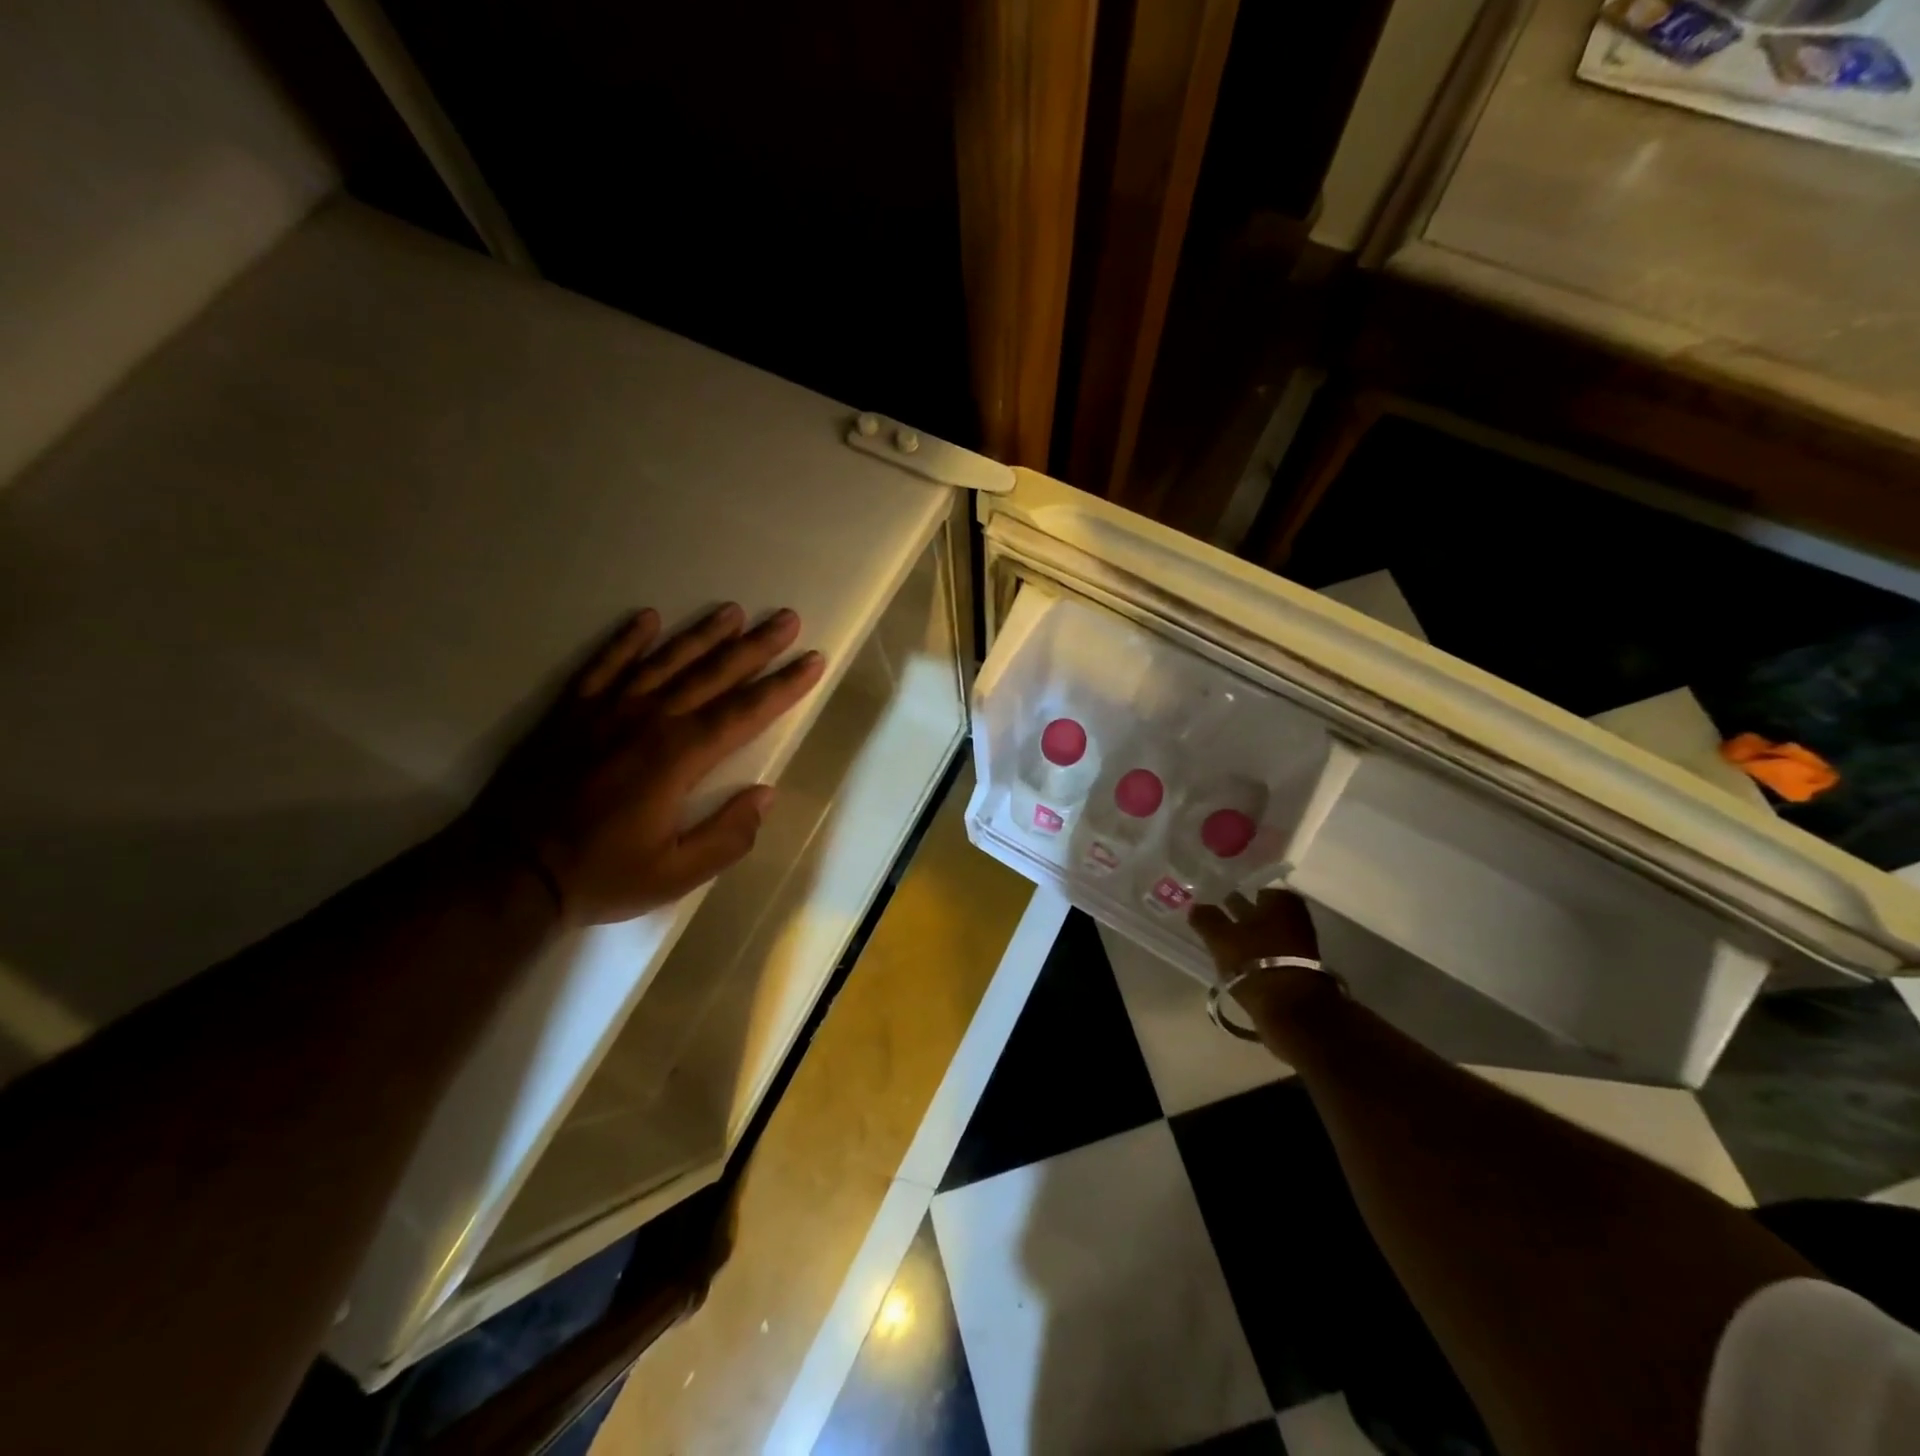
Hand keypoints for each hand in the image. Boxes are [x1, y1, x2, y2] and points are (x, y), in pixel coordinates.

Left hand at [466, 603, 824, 924]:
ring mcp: (606, 710)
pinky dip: (626, 640)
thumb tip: (765, 795)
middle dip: (756, 646)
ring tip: (733, 611)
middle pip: (713, 674)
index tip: (813, 660)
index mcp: (679, 757)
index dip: (784, 686)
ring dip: (702, 634)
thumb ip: (727, 835)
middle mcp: (649, 720)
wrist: (507, 871)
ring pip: (665, 660)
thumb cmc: (601, 874)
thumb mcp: (676, 873)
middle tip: (787, 618)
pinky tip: (647, 619)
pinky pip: (603, 664)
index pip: (745, 712)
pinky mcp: (571, 712)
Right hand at [1190, 889, 1335, 1025]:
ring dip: (1247, 935)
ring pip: (1264, 932)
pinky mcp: (1297, 969)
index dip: (1232, 890)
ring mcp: (1299, 943)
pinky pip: (1269, 953)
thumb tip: (1194, 906)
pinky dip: (1254, 954)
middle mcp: (1294, 916)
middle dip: (1240, 913)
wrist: (1291, 1009)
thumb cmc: (1254, 960)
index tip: (1214, 897)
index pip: (1252, 886)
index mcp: (1279, 900)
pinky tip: (1237, 960)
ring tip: (1221, 940)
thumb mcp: (1220, 937)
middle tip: (1213, 915)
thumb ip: (1205, 918)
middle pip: (1260, 910)